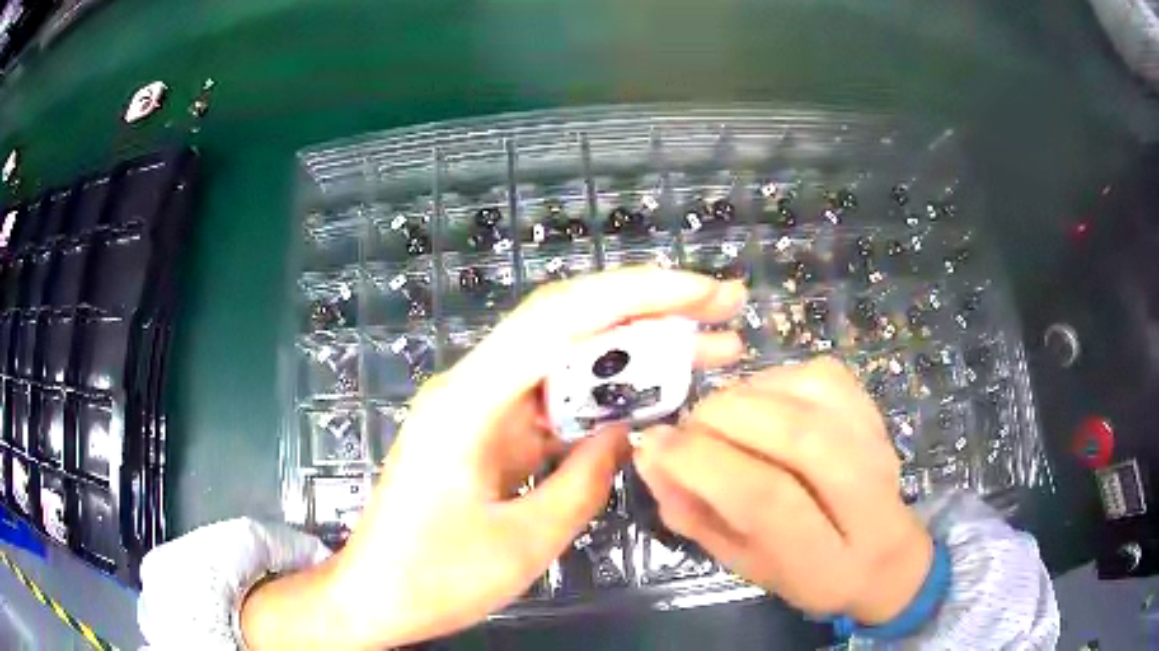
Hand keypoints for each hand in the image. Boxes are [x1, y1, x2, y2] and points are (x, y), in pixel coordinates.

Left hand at [240, 268, 747, 649]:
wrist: (375, 595)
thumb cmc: (435, 579)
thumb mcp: (523, 543)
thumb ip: (585, 482)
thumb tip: (628, 432)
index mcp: (471, 401)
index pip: (563, 317)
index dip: (641, 294)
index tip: (704, 293)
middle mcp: (474, 385)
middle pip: (568, 321)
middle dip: (650, 307)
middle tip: (722, 307)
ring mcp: (481, 406)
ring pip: (567, 356)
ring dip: (634, 350)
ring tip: (707, 350)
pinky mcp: (489, 430)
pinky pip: (555, 398)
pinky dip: (606, 393)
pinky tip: (649, 398)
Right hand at [633, 358, 932, 624]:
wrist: (884, 554)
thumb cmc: (805, 571)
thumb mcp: (742, 564)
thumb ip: (695, 515)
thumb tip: (651, 456)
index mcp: (825, 562)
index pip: (767, 500)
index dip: (705, 464)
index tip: (656, 445)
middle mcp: (867, 500)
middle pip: (797, 436)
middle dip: (724, 420)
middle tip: (687, 429)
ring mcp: (878, 447)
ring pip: (810, 396)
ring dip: (746, 396)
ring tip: (720, 419)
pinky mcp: (874, 412)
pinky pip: (820, 375)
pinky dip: (775, 378)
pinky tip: (760, 402)